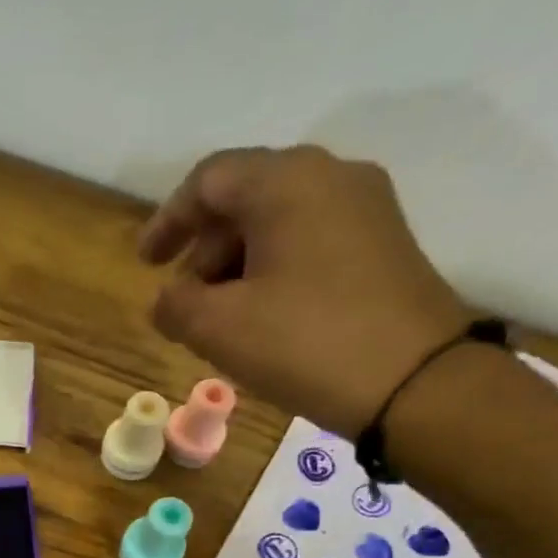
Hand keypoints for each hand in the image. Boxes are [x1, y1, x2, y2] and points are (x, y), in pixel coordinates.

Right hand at [138, 147, 468, 436]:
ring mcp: (365, 209)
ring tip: (219, 319)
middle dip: (204, 250)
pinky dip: (272, 272)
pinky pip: (310, 243)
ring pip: (279, 222)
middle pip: (246, 197)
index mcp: (286, 181)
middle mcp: (330, 176)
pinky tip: (262, 318)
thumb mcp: (220, 328)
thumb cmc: (305, 342)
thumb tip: (166, 299)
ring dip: (237, 265)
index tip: (144, 265)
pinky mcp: (383, 245)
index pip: (209, 180)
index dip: (168, 220)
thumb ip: (176, 306)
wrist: (413, 381)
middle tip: (183, 302)